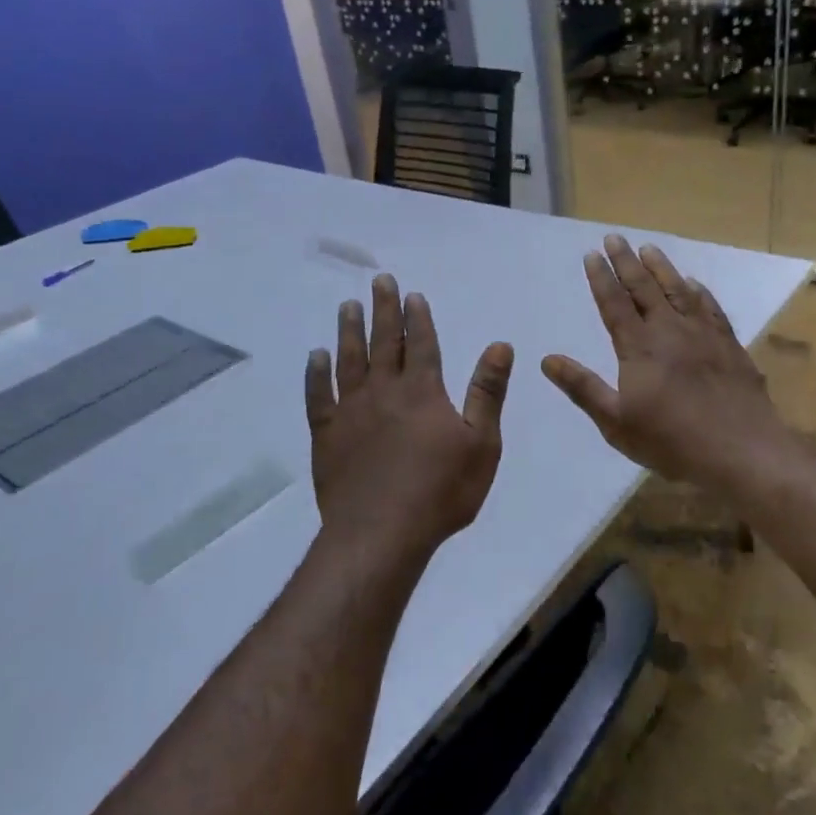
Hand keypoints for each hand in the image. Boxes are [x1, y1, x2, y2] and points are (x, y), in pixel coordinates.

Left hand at [306, 274, 514, 565]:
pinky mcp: (326, 434)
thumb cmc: (441, 491)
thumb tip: (500, 345)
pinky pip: (318, 395)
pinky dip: (316, 373)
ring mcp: (350, 411)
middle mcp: (384, 391)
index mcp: (423, 391)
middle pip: (383, 341)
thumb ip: (487, 392)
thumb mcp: (481, 443)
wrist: (381, 533)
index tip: (412, 294)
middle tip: (378, 281)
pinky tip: (315, 356)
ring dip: (349, 331)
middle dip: (383, 309)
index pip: (421, 343)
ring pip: (348, 360)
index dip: (417, 317)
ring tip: (347, 306)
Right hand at [541, 236, 790, 491]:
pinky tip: (694, 284)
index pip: (614, 303)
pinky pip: (711, 308)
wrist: (740, 449)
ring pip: (678, 290)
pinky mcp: (729, 344)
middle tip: (615, 237)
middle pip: (644, 288)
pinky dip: (699, 292)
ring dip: (662, 268)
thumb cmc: (671, 441)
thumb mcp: (616, 422)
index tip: (591, 253)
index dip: (601, 278)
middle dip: (626, 261)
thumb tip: (547, 360)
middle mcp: (669, 331)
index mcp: (639, 348)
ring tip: (649, 248)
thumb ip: (583, 387)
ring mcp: (703, 334)